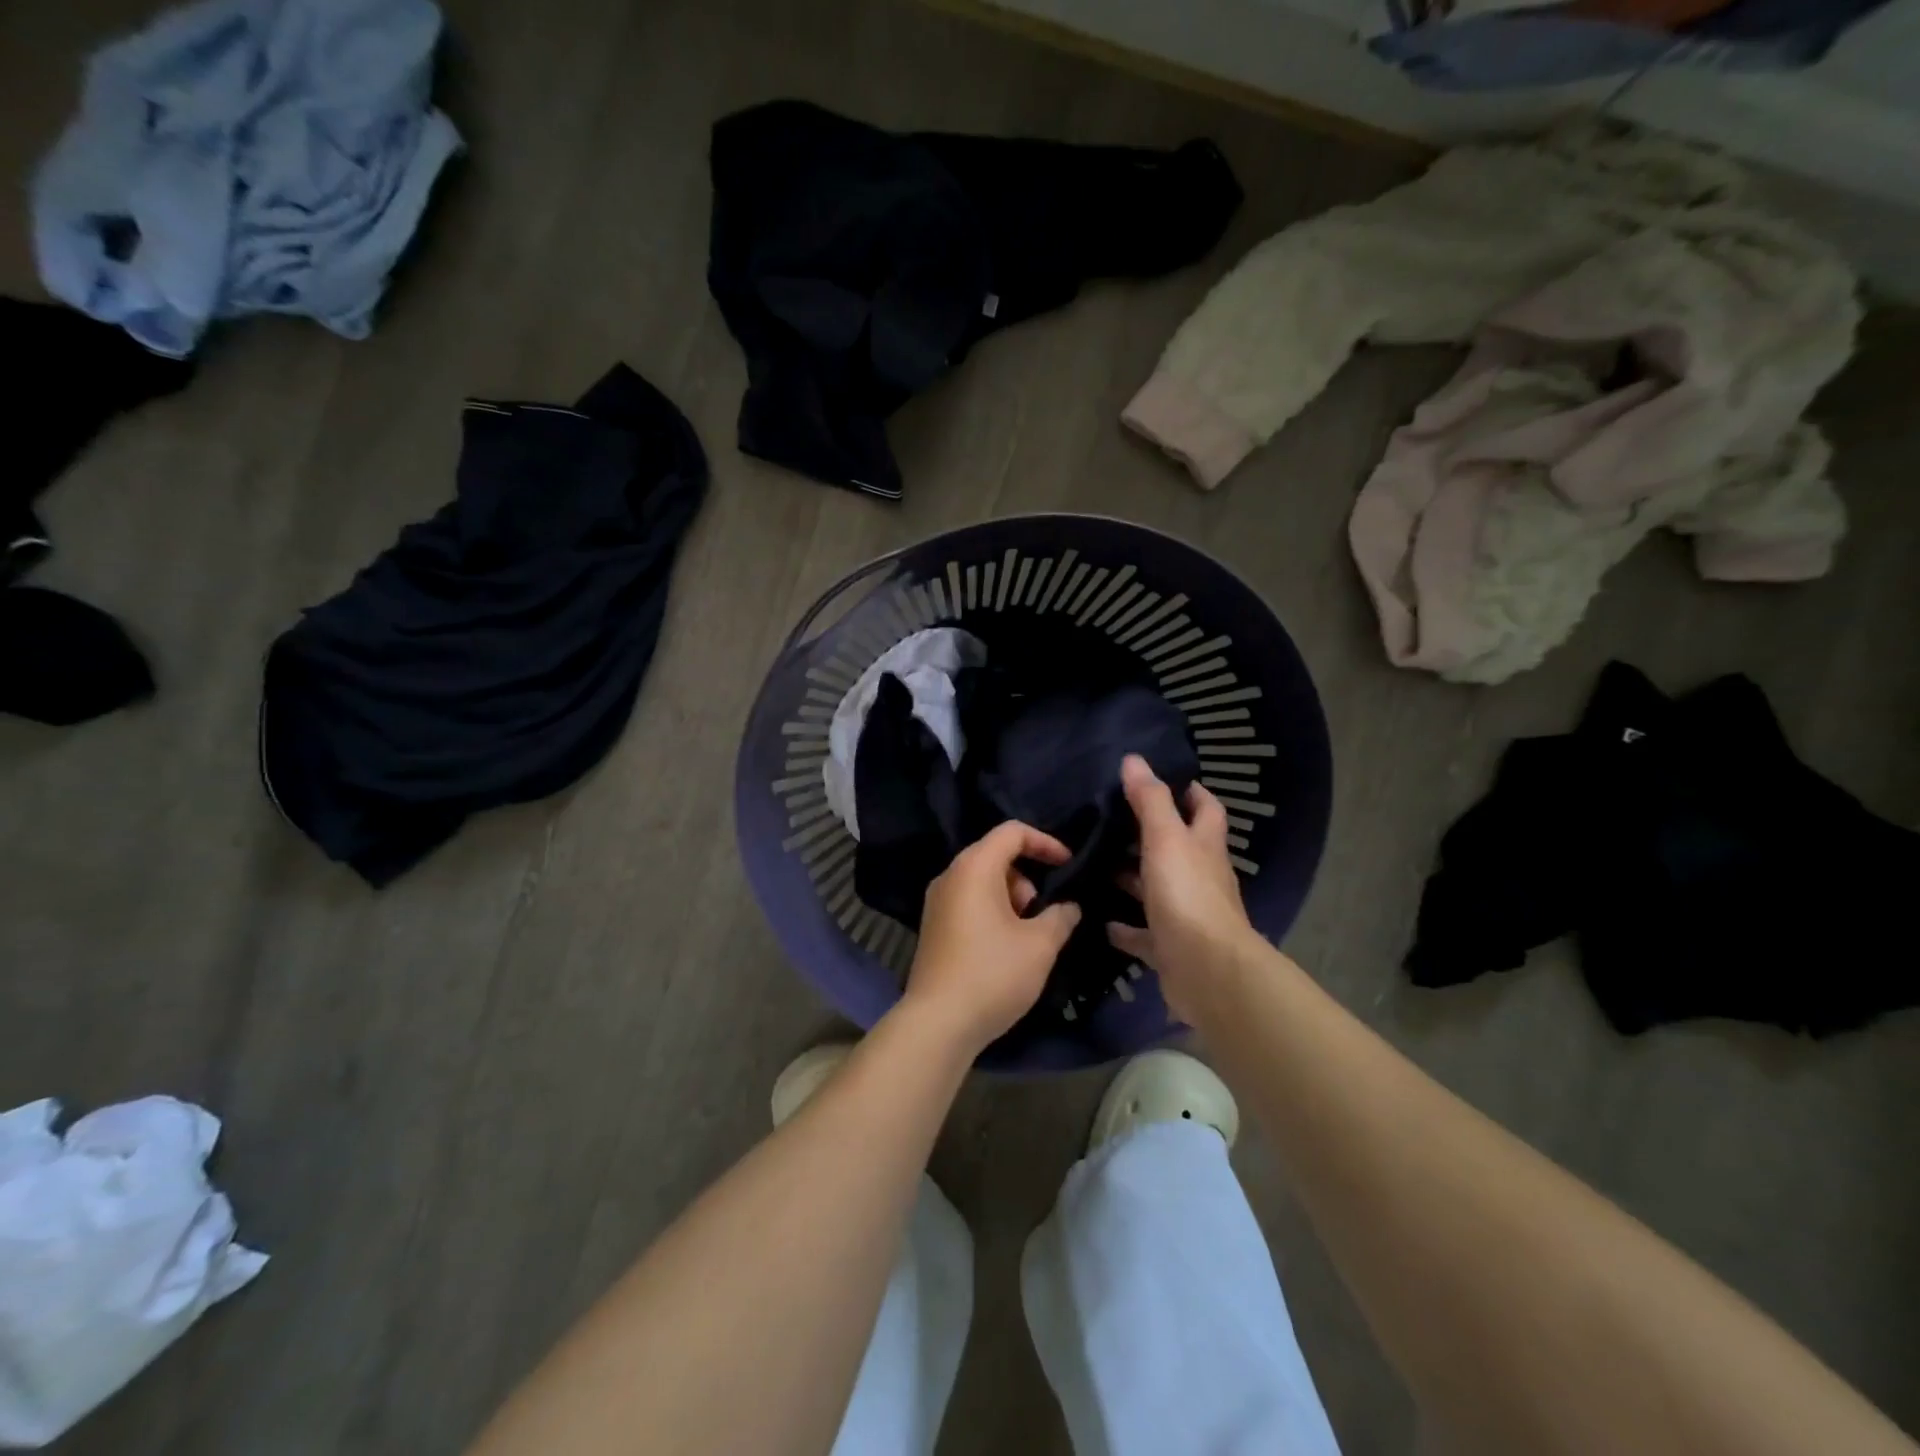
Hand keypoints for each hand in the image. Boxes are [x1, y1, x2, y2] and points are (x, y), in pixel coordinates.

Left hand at [901, 821, 1082, 1055]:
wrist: (938, 1022)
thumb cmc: (993, 973)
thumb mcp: (1040, 945)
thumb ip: (1061, 916)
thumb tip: (1069, 906)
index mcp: (974, 867)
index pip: (1012, 832)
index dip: (1045, 842)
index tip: (1067, 865)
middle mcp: (950, 875)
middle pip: (995, 855)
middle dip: (1027, 877)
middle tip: (1041, 913)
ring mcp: (937, 902)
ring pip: (982, 880)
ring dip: (1011, 897)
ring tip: (1026, 935)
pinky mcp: (933, 926)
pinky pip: (969, 901)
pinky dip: (992, 911)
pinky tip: (1005, 947)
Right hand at [1107, 754, 1258, 1021]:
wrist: (1207, 971)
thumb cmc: (1188, 895)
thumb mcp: (1166, 839)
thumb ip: (1150, 801)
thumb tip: (1134, 760)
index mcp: (1204, 847)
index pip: (1205, 809)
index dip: (1190, 792)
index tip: (1162, 778)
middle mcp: (1200, 877)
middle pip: (1178, 849)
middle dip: (1150, 835)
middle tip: (1111, 821)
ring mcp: (1186, 914)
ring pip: (1157, 890)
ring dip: (1133, 879)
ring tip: (1097, 865)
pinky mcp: (1171, 948)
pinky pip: (1144, 934)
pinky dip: (1125, 928)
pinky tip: (1102, 921)